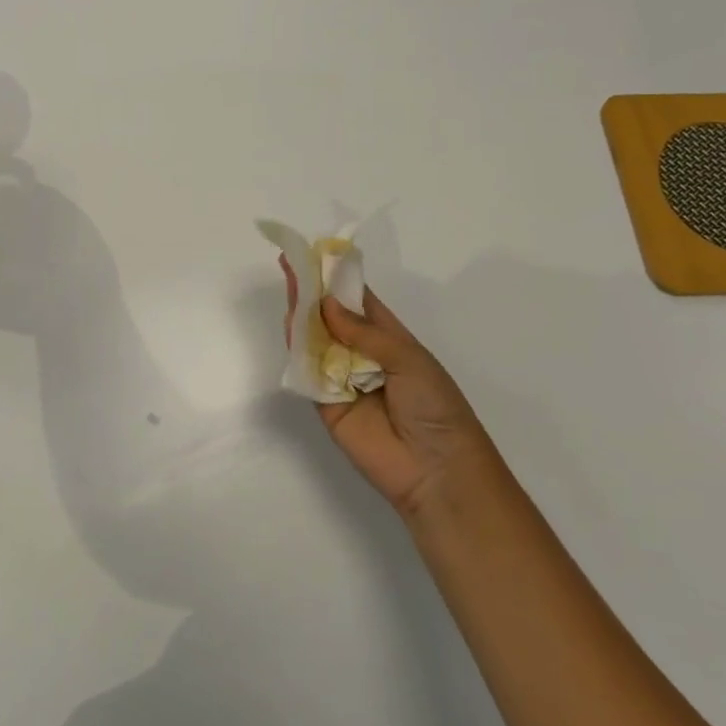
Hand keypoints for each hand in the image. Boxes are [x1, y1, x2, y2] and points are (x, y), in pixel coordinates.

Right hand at [282, 258, 493, 522]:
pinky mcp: (325, 404)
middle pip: (330, 317)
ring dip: (301, 316)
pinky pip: (308, 372)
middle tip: (291, 264)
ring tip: (289, 287)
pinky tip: (290, 326)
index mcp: (388, 338)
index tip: (315, 254)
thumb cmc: (435, 406)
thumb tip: (326, 304)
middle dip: (312, 292)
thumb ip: (364, 332)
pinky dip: (297, 351)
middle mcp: (361, 354)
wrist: (437, 470)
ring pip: (314, 341)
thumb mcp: (408, 358)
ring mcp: (342, 379)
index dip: (336, 278)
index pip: (357, 301)